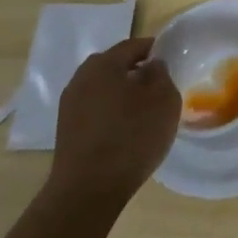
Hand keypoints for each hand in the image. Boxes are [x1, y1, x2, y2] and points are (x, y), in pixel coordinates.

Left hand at [47, 35, 180, 206]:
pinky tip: (125, 131)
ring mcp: (69, 105)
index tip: (171, 61)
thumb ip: (162, 74)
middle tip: (158, 88)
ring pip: (104, 89)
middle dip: (137, 72)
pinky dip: (110, 113)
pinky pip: (95, 110)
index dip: (155, 50)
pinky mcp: (66, 130)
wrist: (87, 191)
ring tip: (143, 112)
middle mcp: (81, 77)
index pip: (134, 45)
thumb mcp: (164, 100)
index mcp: (104, 63)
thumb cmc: (132, 137)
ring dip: (122, 94)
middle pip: (115, 66)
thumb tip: (152, 66)